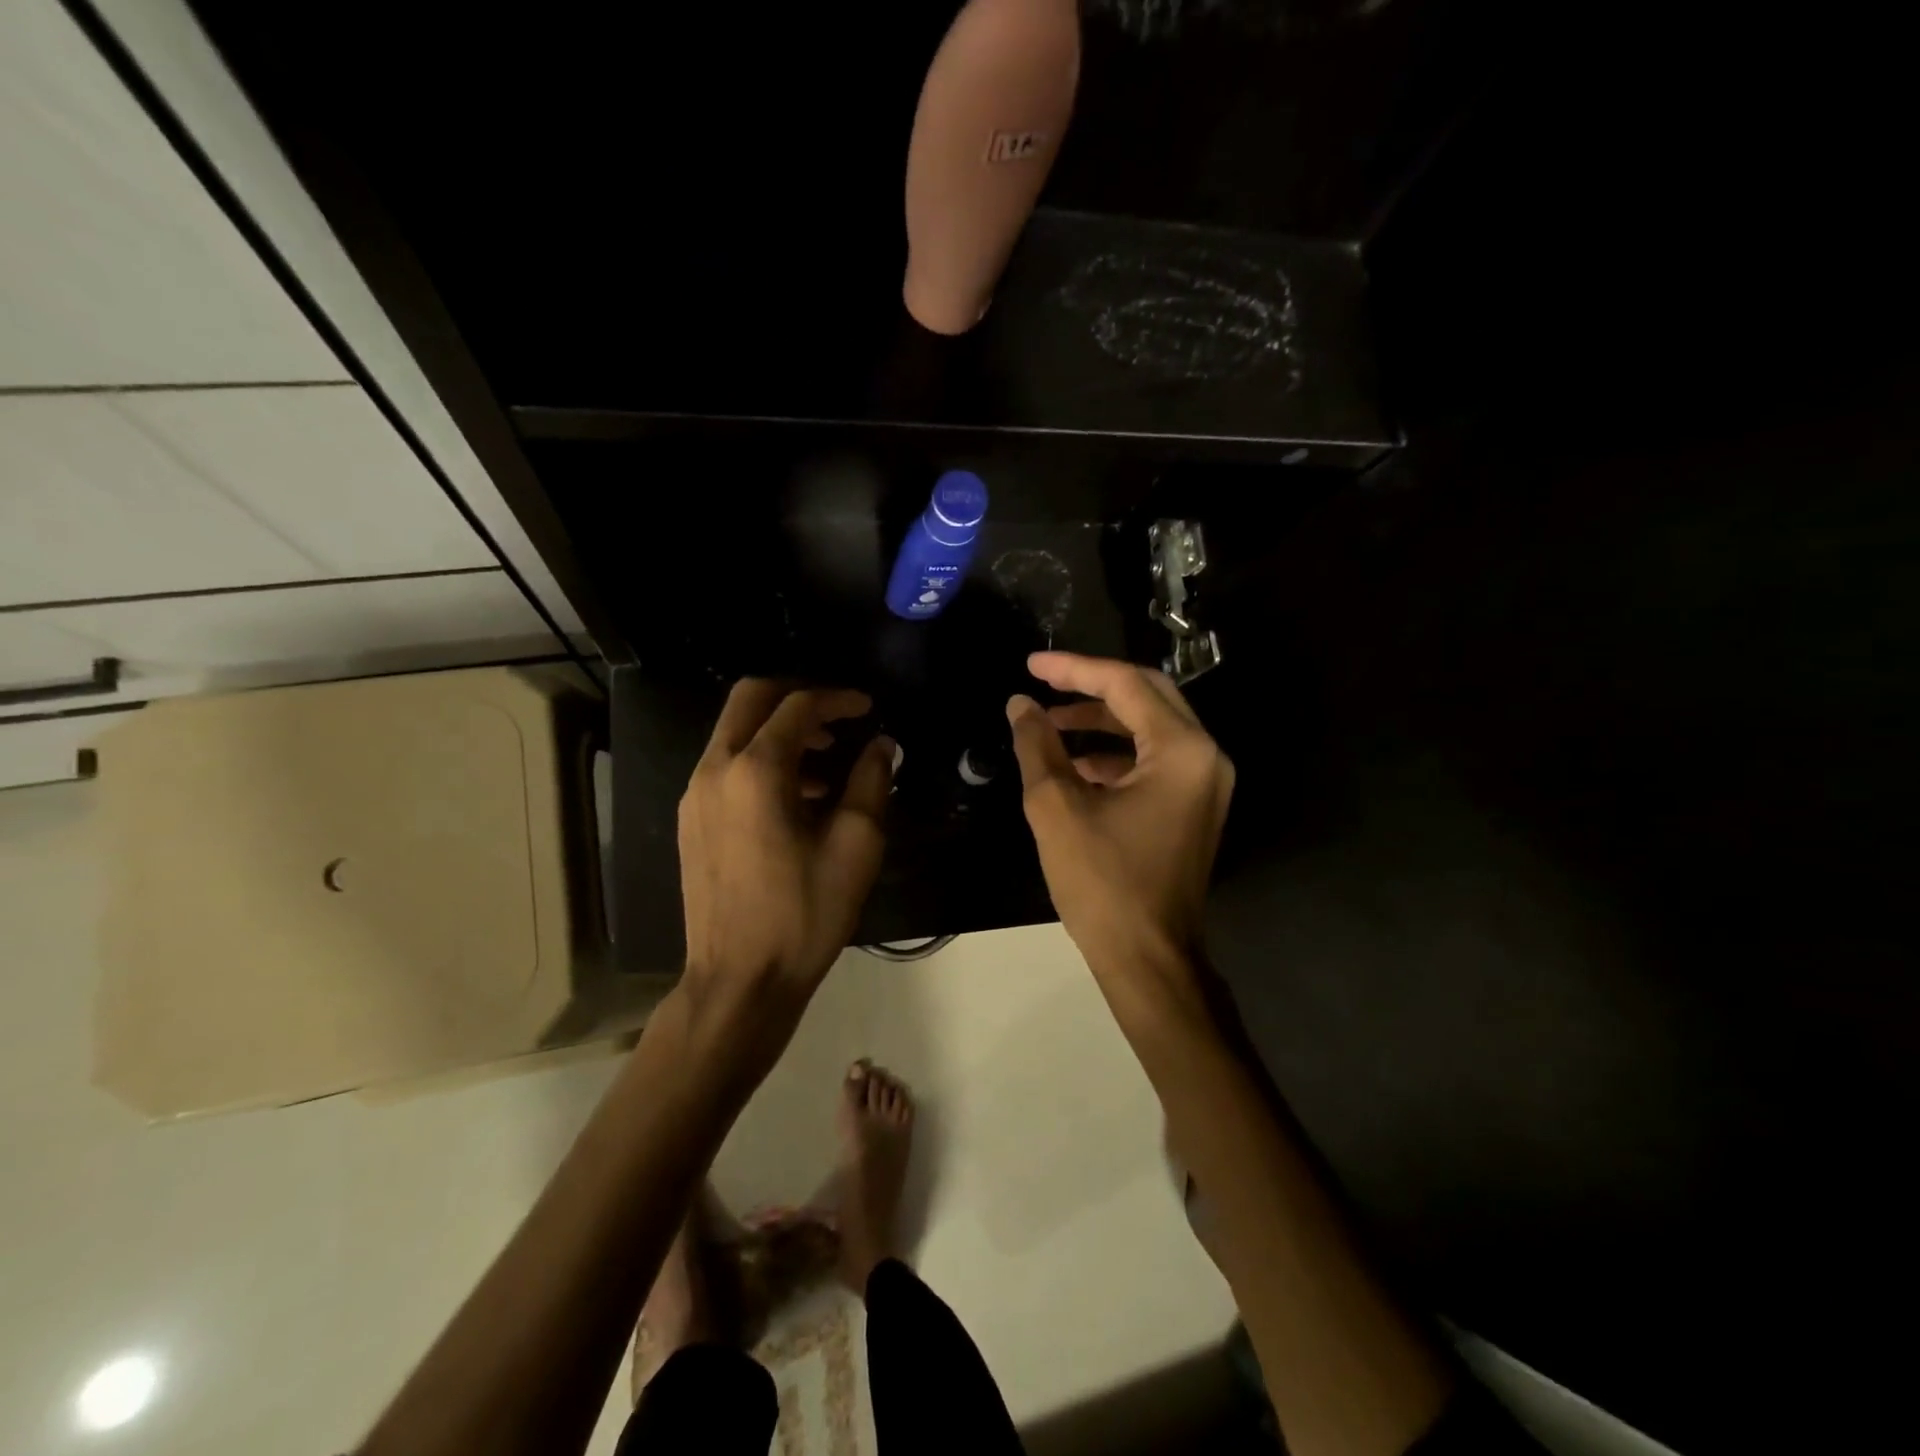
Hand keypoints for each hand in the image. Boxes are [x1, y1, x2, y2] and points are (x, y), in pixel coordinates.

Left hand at [679, 680, 892, 1039]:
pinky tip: (796, 797)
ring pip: (734, 731)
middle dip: (797, 696)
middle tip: (838, 716)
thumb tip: (880, 745)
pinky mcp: (690, 820)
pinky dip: (760, 758)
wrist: (740, 980)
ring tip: (826, 763)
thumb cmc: (804, 914)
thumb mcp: (855, 846)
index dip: (837, 699)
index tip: (868, 708)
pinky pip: (726, 765)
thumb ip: (871, 782)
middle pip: (750, 699)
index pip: (797, 706)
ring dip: (779, 730)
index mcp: (755, 771)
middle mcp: (715, 770)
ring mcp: (694, 795)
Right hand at [1007, 652, 1234, 978]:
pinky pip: (1154, 761)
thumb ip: (1038, 745)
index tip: (1030, 666)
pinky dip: (1115, 754)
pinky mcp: (1194, 807)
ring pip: (1151, 728)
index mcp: (1182, 750)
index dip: (1074, 669)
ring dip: (1101, 722)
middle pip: (1147, 696)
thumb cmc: (1103, 883)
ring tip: (1049, 725)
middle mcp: (1205, 757)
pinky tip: (1074, 764)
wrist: (1149, 960)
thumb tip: (1020, 705)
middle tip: (1043, 684)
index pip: (1126, 685)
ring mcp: (1205, 784)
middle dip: (1090, 688)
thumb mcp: (1057, 808)